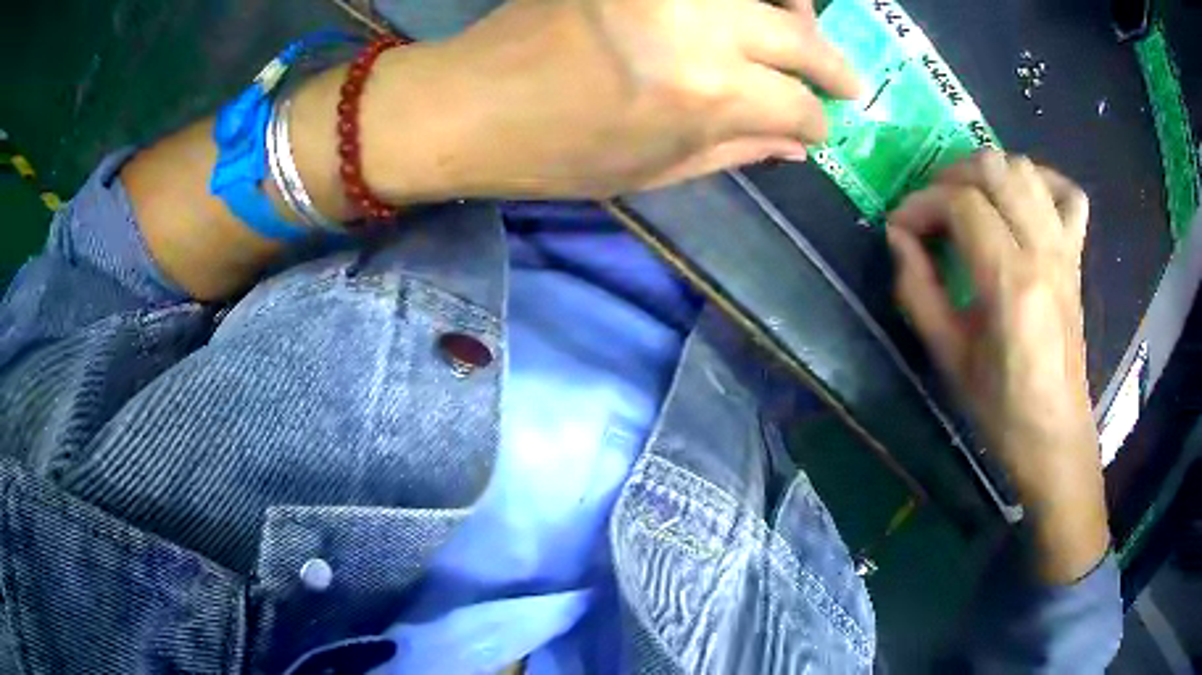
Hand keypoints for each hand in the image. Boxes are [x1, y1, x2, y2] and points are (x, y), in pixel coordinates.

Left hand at [358, 0, 859, 200]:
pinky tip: (751, 5)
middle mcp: (700, 26)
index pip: (796, 105)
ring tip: (805, 30)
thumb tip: (795, 144)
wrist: (467, 104)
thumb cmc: (554, 155)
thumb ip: (735, 151)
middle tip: (847, 82)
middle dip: (833, 66)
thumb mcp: (652, 170)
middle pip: (800, 36)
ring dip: (799, 11)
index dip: (816, 123)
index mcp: (705, 93)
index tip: (820, 129)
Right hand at [886, 151, 1108, 583]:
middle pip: (995, 168)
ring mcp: (1065, 250)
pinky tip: (1022, 200)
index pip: (962, 204)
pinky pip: (1068, 194)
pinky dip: (1042, 181)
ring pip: (1026, 169)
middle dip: (952, 175)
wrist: (1055, 434)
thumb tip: (898, 236)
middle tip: (932, 207)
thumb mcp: (948, 355)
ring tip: (968, 200)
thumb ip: (918, 288)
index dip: (922, 204)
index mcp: (1011, 283)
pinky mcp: (1076, 256)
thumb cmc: (1000, 408)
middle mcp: (1043, 252)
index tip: (901, 226)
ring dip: (988, 172)